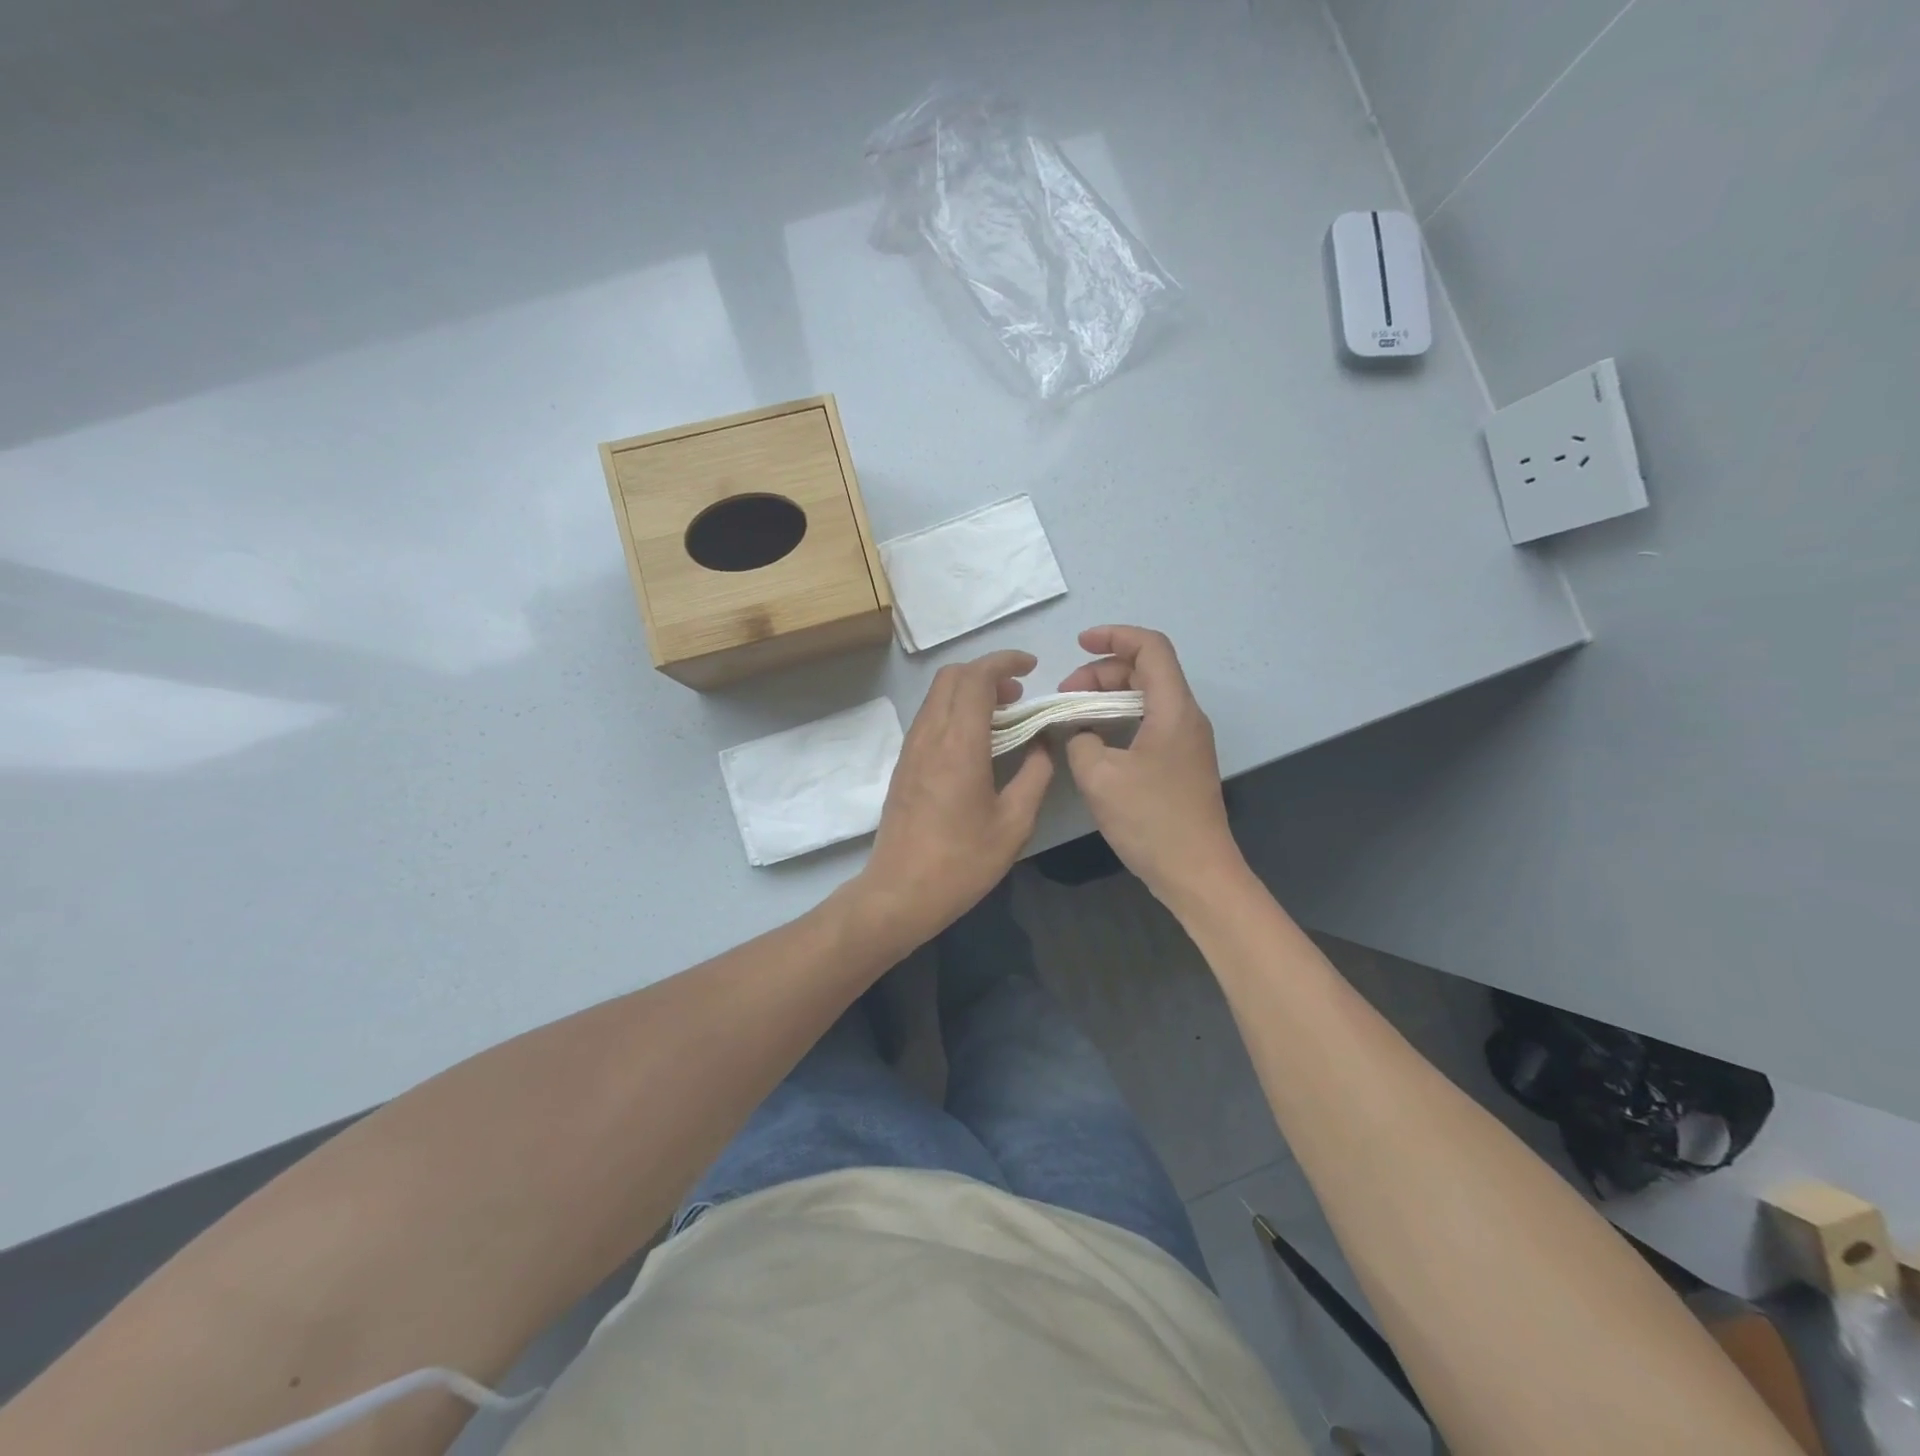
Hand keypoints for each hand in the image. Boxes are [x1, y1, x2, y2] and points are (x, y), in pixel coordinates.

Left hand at [854, 650, 1053, 952]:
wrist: (900, 892)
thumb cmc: (962, 861)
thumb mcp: (1014, 823)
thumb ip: (1035, 775)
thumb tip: (1043, 744)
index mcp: (959, 744)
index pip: (977, 678)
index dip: (1005, 662)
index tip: (1032, 667)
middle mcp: (929, 736)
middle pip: (952, 676)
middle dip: (987, 671)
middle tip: (1019, 694)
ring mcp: (911, 749)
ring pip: (937, 695)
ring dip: (969, 691)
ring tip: (1003, 715)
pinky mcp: (904, 764)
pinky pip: (929, 717)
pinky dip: (955, 710)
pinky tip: (977, 740)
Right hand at [1058, 626, 1245, 907]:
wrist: (1196, 872)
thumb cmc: (1151, 820)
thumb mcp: (1100, 777)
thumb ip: (1080, 740)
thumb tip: (1079, 731)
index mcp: (1173, 709)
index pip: (1150, 647)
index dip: (1115, 636)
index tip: (1078, 644)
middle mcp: (1186, 717)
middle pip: (1146, 670)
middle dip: (1102, 671)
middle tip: (1065, 694)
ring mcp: (1186, 741)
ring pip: (1146, 697)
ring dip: (1109, 696)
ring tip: (1074, 714)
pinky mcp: (1180, 763)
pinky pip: (1149, 722)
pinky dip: (1119, 718)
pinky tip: (1094, 739)